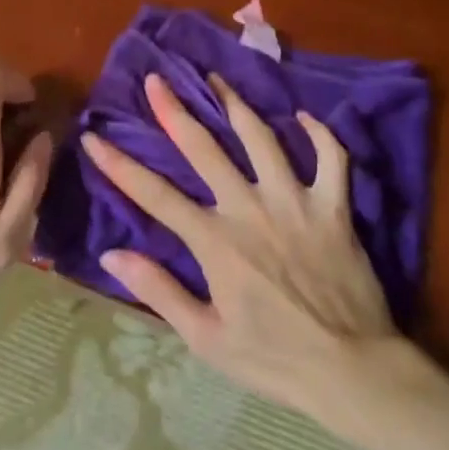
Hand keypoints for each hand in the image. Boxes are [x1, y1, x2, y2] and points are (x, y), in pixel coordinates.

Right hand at [84, 71, 409, 418]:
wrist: (353, 371)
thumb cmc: (274, 359)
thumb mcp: (206, 339)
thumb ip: (159, 292)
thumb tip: (111, 254)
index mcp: (215, 241)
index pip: (155, 195)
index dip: (119, 165)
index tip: (94, 137)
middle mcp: (250, 208)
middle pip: (204, 149)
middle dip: (174, 111)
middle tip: (157, 79)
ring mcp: (295, 201)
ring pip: (262, 139)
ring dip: (236, 105)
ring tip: (217, 78)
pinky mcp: (334, 207)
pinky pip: (331, 158)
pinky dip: (319, 133)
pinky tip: (303, 116)